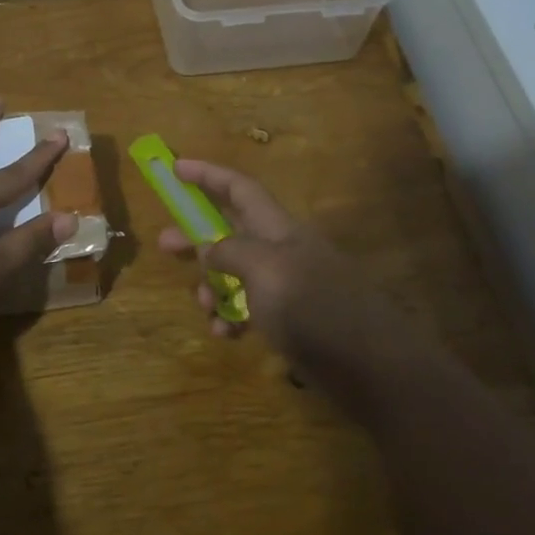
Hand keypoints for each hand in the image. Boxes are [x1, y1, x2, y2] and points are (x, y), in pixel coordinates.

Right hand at [158, 159, 411, 414]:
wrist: (370, 367)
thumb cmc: (313, 307)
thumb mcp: (264, 269)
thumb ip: (229, 251)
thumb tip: (207, 248)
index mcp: (278, 229)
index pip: (239, 189)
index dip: (207, 175)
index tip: (175, 168)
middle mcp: (281, 251)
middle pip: (230, 230)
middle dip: (197, 236)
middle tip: (165, 244)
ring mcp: (286, 287)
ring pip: (235, 274)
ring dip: (211, 286)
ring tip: (203, 305)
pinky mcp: (290, 321)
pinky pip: (249, 310)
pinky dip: (231, 318)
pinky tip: (224, 334)